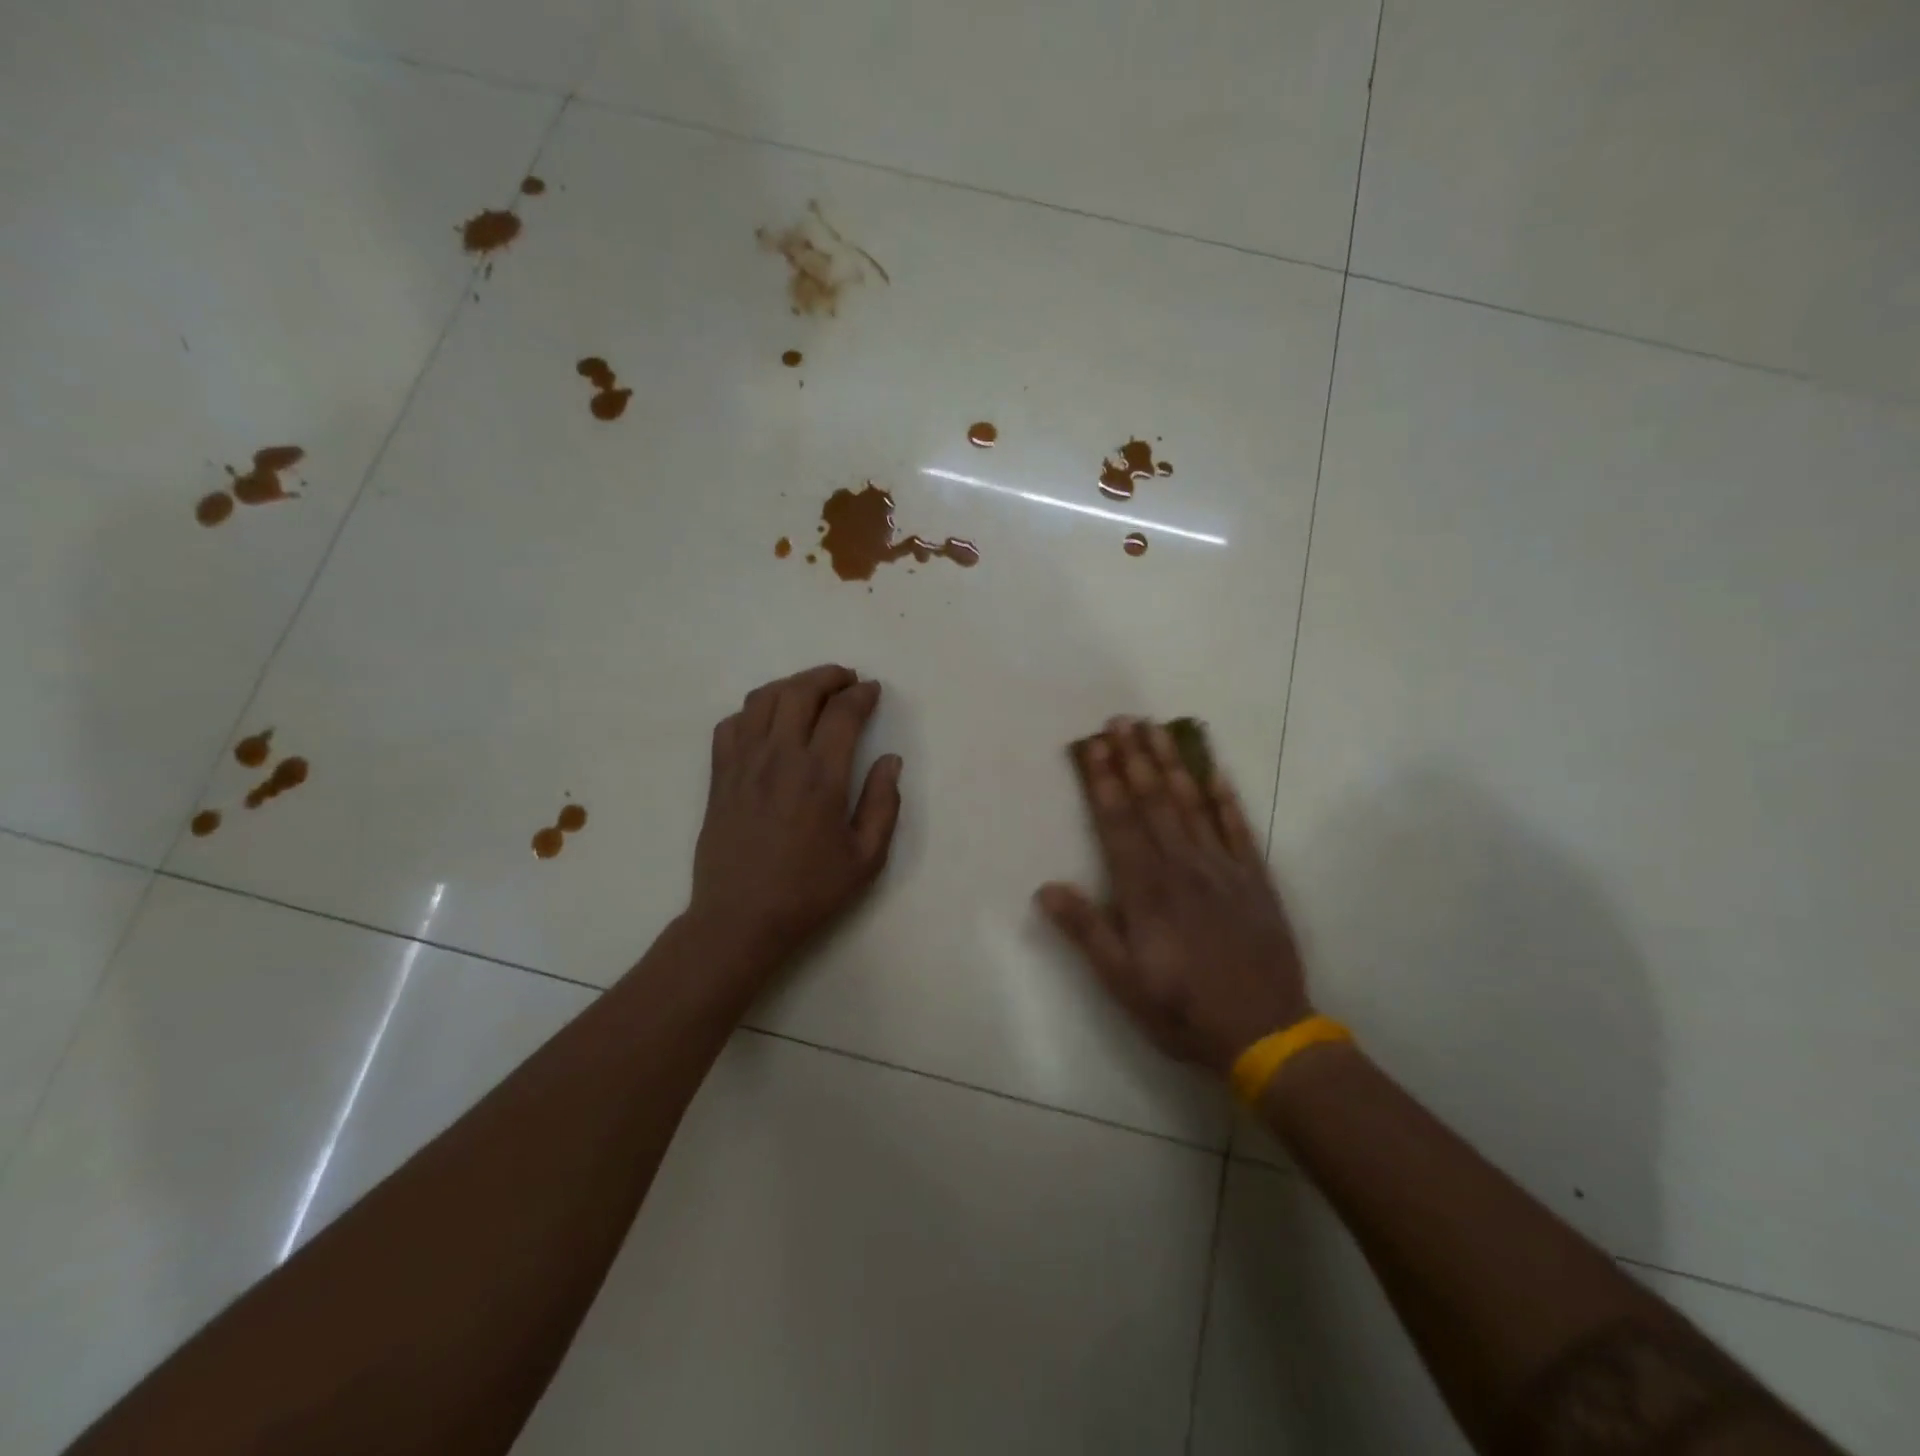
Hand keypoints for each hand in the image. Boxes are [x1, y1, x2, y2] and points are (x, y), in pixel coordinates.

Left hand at [689, 665, 902, 971]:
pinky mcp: (719, 777)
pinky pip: (731, 725)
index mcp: (820, 776)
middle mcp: (779, 758)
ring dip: (791, 685)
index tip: (873, 691)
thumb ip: (883, 804)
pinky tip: (766, 723)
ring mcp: (743, 764)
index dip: (862, 695)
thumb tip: (890, 760)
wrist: (740, 920)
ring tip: (810, 691)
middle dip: (828, 676)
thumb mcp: (866, 858)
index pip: (843, 713)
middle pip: (800, 692)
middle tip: (846, 679)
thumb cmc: (809, 892)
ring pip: (763, 699)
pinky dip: (753, 711)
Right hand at [1037, 720, 1309, 1074]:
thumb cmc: (1183, 1010)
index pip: (1118, 823)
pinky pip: (1238, 828)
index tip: (1092, 745)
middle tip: (1121, 719)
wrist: (1266, 1034)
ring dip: (1172, 764)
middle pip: (1153, 801)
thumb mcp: (1122, 981)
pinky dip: (1226, 797)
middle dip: (1134, 757)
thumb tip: (1046, 888)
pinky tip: (1215, 771)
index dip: (1103, 781)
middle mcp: (1182, 867)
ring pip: (1192, 804)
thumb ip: (1087, 931)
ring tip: (1158, 728)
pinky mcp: (1254, 879)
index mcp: (1146, 890)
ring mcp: (1222, 869)